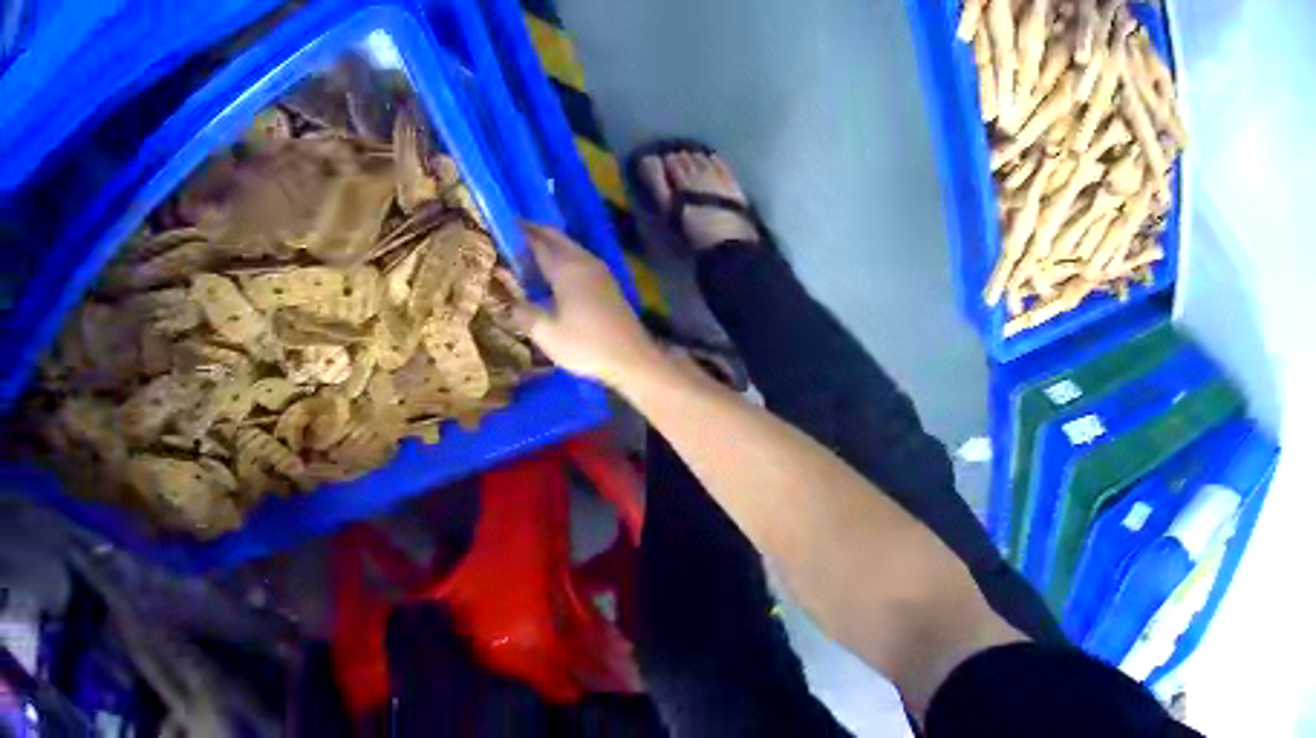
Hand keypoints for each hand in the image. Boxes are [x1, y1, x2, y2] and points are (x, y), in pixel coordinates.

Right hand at [510, 224, 662, 386]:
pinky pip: (579, 259)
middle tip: (513, 233)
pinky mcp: (607, 283)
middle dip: (535, 232)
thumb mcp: (546, 333)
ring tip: (528, 252)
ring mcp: (599, 271)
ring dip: (550, 244)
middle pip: (557, 238)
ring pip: (570, 247)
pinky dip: (562, 257)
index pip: (538, 242)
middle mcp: (584, 262)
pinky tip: (553, 273)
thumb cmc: (586, 345)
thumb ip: (523, 313)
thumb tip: (509, 302)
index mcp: (566, 269)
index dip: (519, 234)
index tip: (502, 227)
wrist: (631, 358)